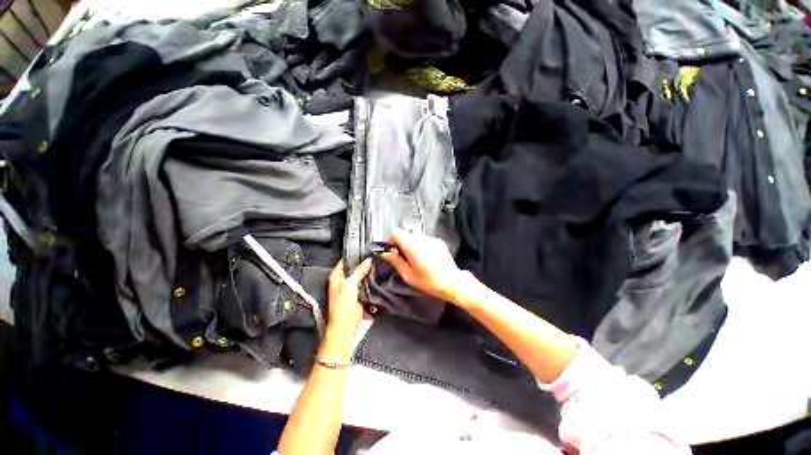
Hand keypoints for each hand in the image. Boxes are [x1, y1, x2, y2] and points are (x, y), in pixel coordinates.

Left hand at [327, 259, 372, 332]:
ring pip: (361, 275)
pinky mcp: (359, 293)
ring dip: (368, 271)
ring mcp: (351, 286)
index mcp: (336, 275)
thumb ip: (359, 271)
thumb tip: (368, 260)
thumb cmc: (342, 305)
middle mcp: (343, 279)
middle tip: (375, 256)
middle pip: (355, 267)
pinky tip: (378, 274)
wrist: (346, 324)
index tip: (367, 250)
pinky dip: (371, 280)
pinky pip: (366, 283)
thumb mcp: (350, 284)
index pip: (346, 260)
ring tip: (378, 263)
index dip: (355, 255)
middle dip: (364, 263)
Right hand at [381, 228, 470, 304]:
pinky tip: (426, 258)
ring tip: (415, 259)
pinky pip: (424, 239)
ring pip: (415, 236)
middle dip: (401, 243)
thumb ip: (395, 261)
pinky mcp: (439, 241)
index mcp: (413, 246)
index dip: (391, 240)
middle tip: (402, 257)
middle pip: (405, 234)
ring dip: (411, 244)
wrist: (452, 283)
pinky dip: (421, 245)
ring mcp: (432, 238)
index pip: (396, 232)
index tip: (391, 251)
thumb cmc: (428, 282)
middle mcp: (422, 238)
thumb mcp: (408, 275)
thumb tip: (383, 252)